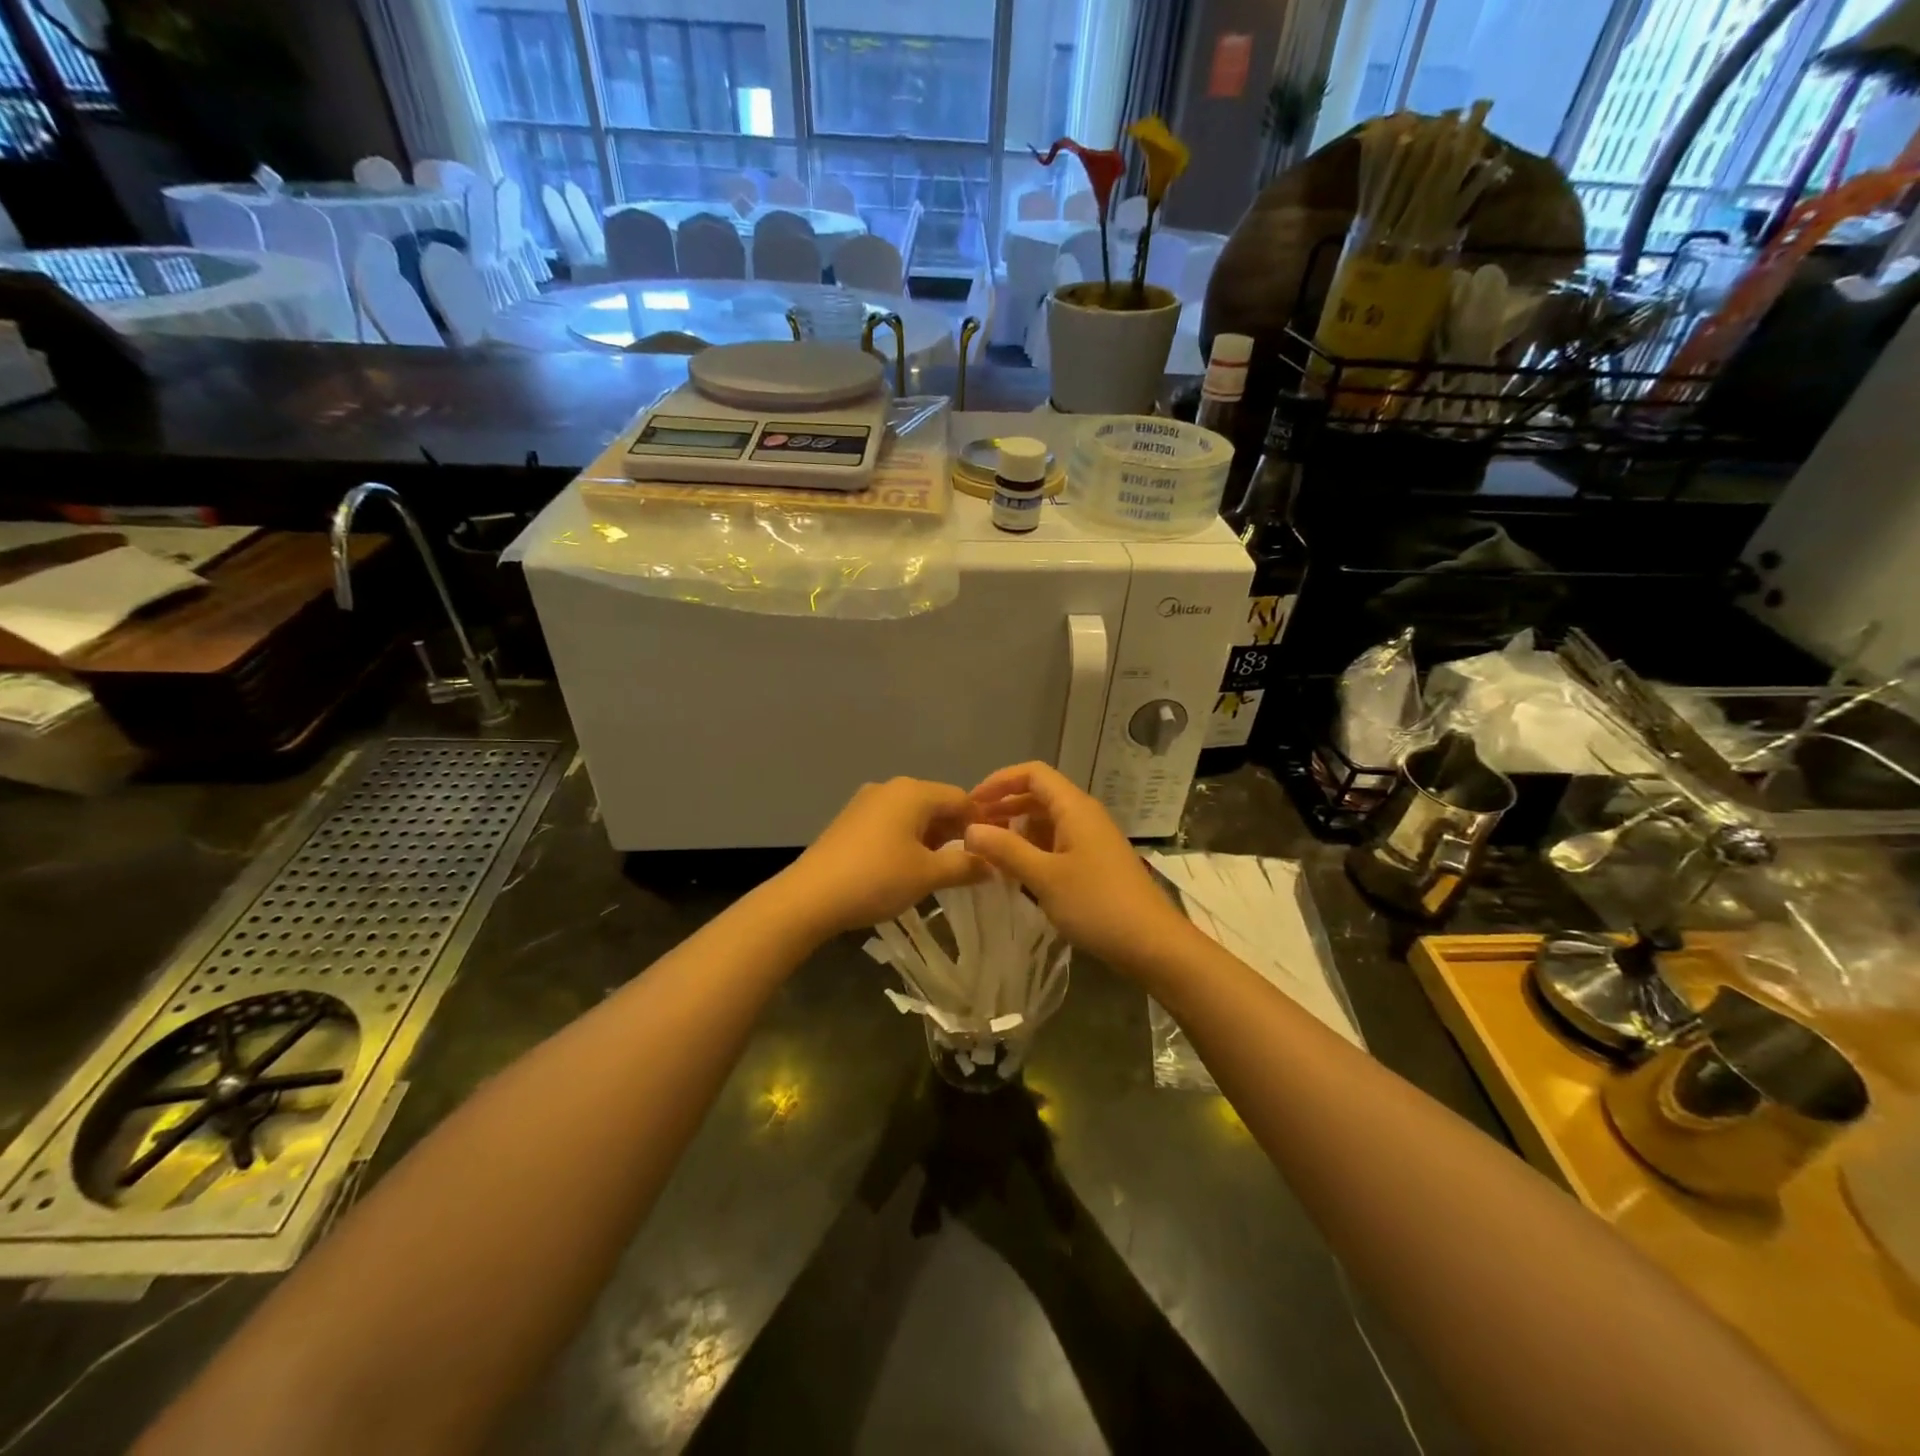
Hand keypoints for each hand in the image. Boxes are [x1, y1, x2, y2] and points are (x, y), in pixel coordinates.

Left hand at [781, 777, 985, 934]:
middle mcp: (890, 787)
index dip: (981, 824)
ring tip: (939, 869)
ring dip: (930, 838)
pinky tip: (905, 867)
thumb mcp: (928, 875)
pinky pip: (890, 823)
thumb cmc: (878, 879)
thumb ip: (966, 866)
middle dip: (955, 832)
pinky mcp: (849, 820)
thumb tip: (993, 865)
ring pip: (912, 814)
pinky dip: (906, 839)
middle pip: (936, 803)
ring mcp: (865, 802)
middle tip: (969, 864)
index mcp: (914, 791)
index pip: (962, 798)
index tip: (993, 852)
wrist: (810, 897)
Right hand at [964, 762, 1192, 972]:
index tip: (970, 803)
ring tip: (988, 851)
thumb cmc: (1097, 904)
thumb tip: (970, 829)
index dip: (999, 781)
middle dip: (1004, 806)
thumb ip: (1005, 850)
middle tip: (972, 830)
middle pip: (1038, 795)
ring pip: (1047, 821)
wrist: (1153, 944)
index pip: (1032, 773)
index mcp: (1074, 808)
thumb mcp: (1044, 877)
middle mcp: (1084, 815)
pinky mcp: (1095, 862)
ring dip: (1017, 830)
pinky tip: (1016, 872)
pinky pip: (1057, 842)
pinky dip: (1033, 849)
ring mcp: (1092, 839)